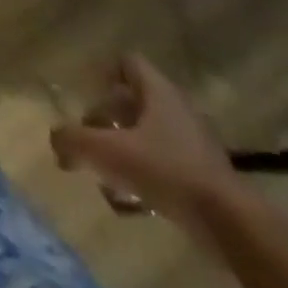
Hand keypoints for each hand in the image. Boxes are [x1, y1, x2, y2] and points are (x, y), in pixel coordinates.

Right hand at [51, 56, 238, 228]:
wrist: (231, 225)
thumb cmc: (165, 171)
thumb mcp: (106, 152)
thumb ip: (73, 140)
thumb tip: (57, 141)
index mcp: (158, 92)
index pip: (128, 62)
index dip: (105, 73)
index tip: (89, 94)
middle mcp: (177, 109)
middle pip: (134, 100)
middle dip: (108, 117)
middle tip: (90, 138)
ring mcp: (195, 143)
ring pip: (148, 133)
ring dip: (125, 147)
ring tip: (106, 172)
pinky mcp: (205, 175)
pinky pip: (165, 163)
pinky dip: (145, 173)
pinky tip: (131, 200)